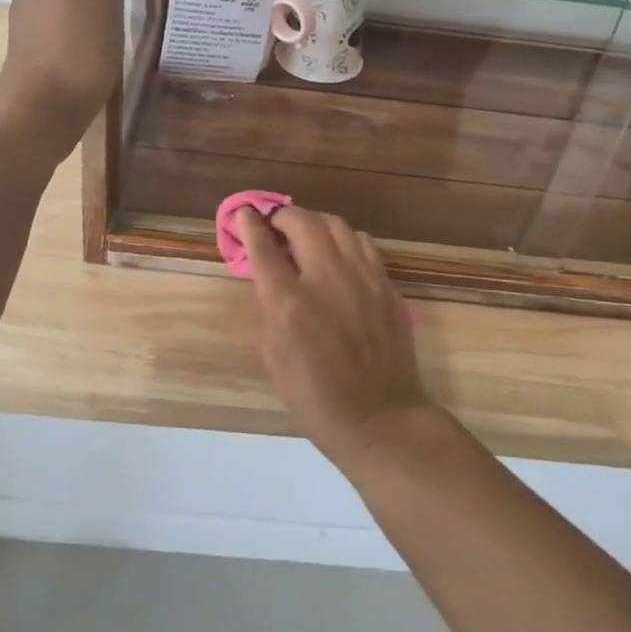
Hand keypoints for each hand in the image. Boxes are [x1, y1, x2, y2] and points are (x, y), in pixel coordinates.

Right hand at [237, 206, 437, 470]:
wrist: (380, 418)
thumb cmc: (316, 398)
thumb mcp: (274, 357)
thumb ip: (269, 308)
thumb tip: (269, 275)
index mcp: (289, 303)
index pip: (263, 247)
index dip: (250, 224)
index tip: (245, 213)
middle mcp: (326, 278)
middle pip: (302, 222)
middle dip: (282, 216)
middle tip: (275, 225)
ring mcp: (362, 277)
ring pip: (336, 224)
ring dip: (314, 222)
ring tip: (306, 235)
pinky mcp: (386, 283)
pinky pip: (363, 243)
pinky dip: (344, 239)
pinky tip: (340, 255)